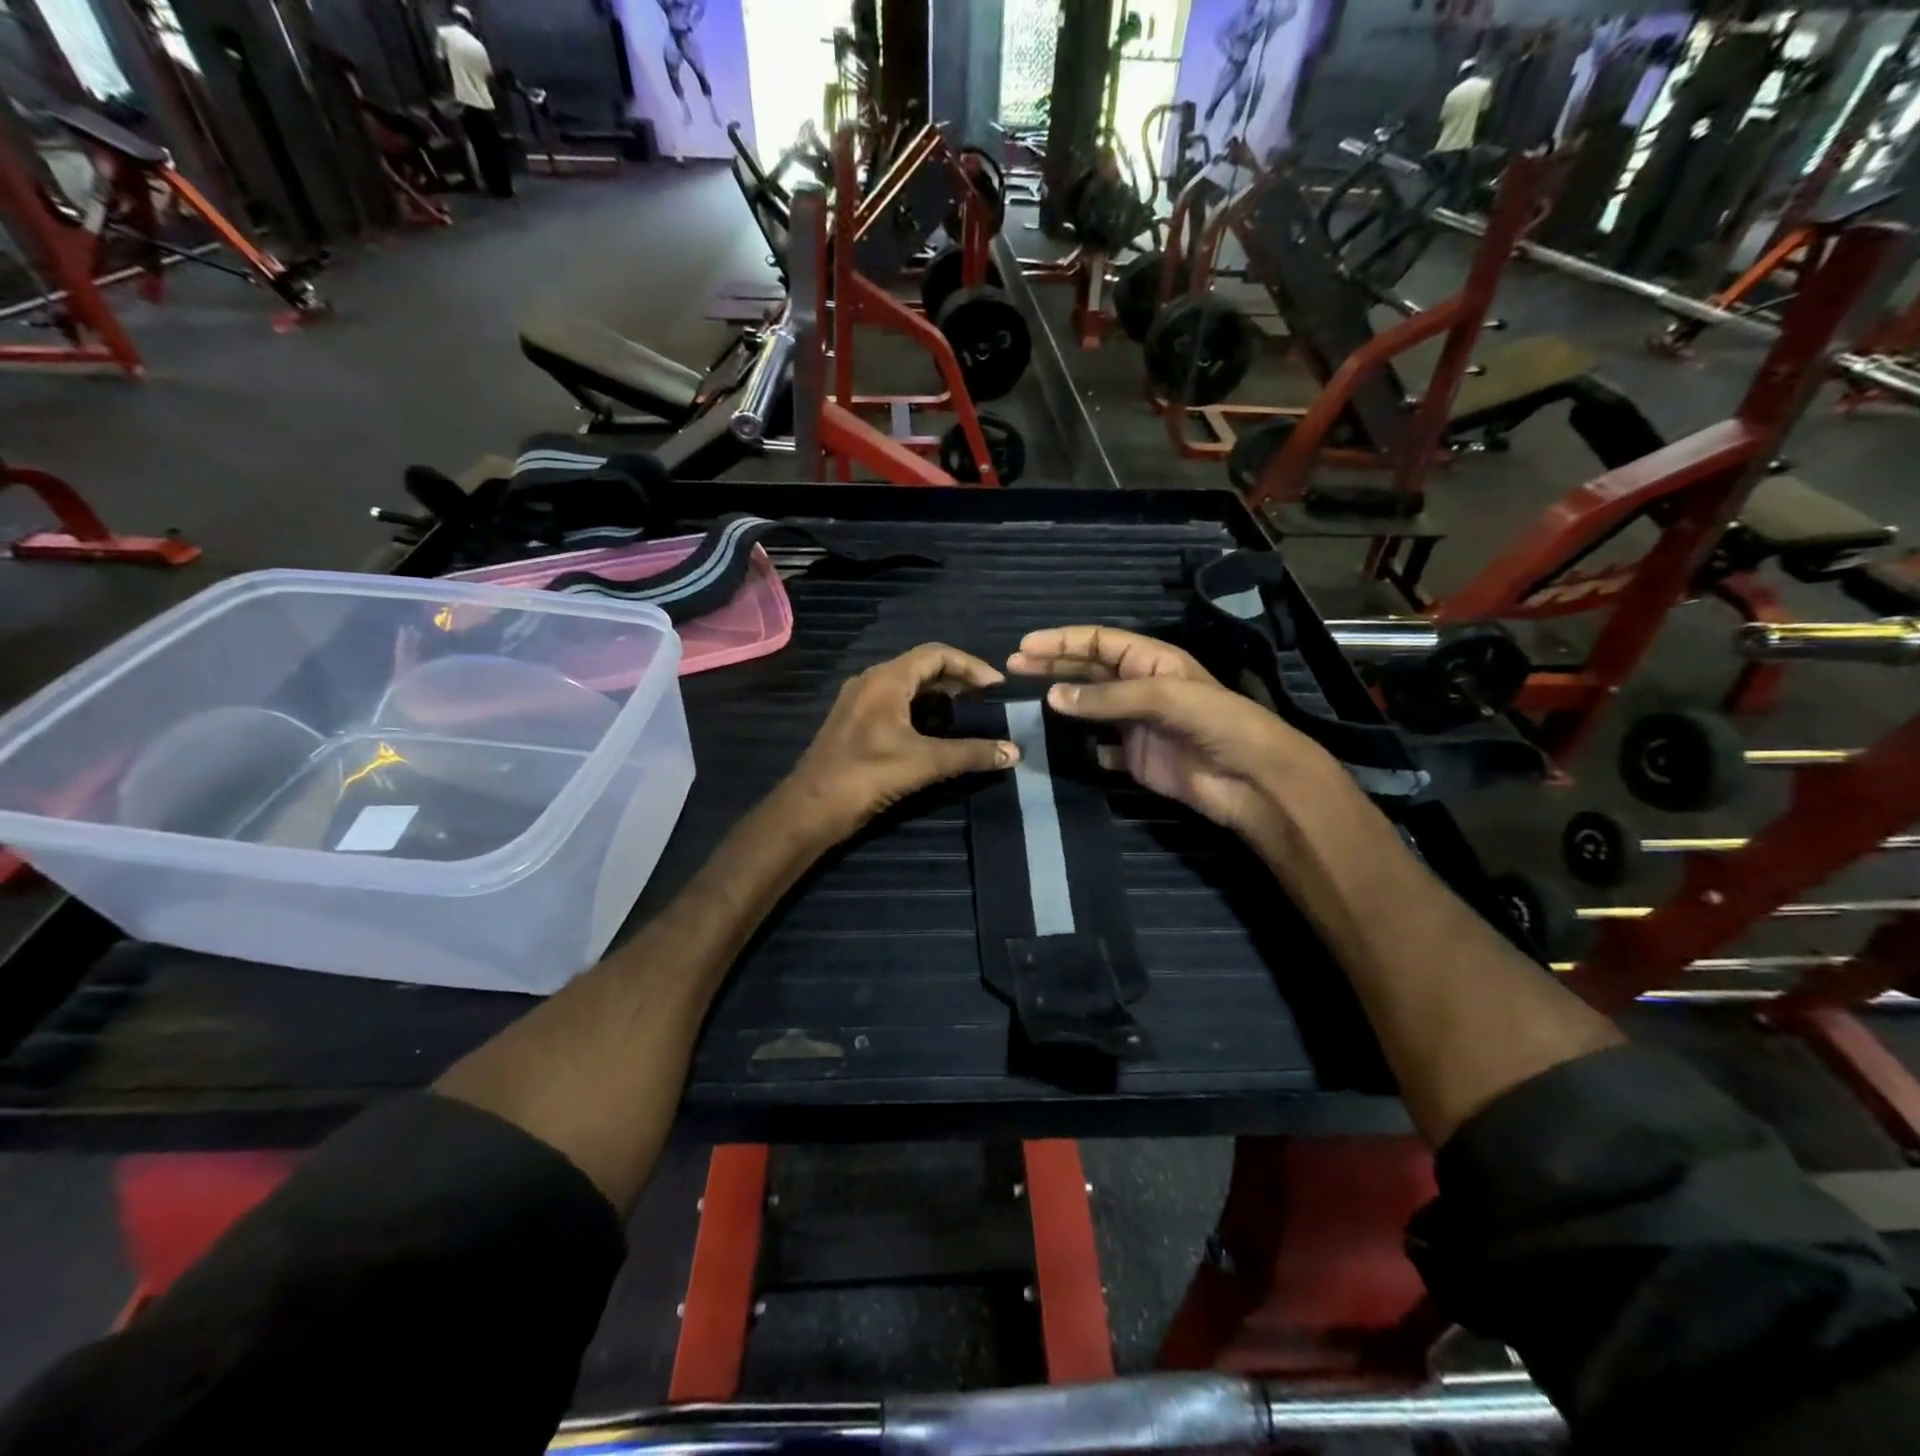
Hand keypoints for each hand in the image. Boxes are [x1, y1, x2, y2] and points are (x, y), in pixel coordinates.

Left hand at [786, 643, 1018, 841]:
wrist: (810, 809)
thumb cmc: (865, 777)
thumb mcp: (924, 763)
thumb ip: (970, 754)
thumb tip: (1015, 752)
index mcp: (886, 679)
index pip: (936, 654)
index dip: (971, 666)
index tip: (996, 688)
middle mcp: (871, 681)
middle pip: (922, 666)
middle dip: (958, 680)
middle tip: (987, 701)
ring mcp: (860, 702)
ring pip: (908, 686)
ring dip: (940, 695)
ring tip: (969, 714)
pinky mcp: (855, 723)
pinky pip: (896, 703)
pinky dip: (922, 709)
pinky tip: (937, 732)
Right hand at [1007, 626, 1341, 852]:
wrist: (1251, 780)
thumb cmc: (1216, 723)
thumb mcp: (1163, 697)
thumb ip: (1107, 697)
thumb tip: (1052, 698)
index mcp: (1151, 661)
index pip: (1099, 642)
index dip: (1062, 642)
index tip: (1024, 647)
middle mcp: (1140, 687)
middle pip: (1088, 671)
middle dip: (1052, 667)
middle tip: (1012, 668)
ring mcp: (1137, 724)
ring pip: (1089, 707)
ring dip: (1060, 704)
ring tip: (1025, 703)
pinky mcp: (1135, 757)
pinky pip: (1097, 747)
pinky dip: (1076, 745)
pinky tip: (1054, 744)